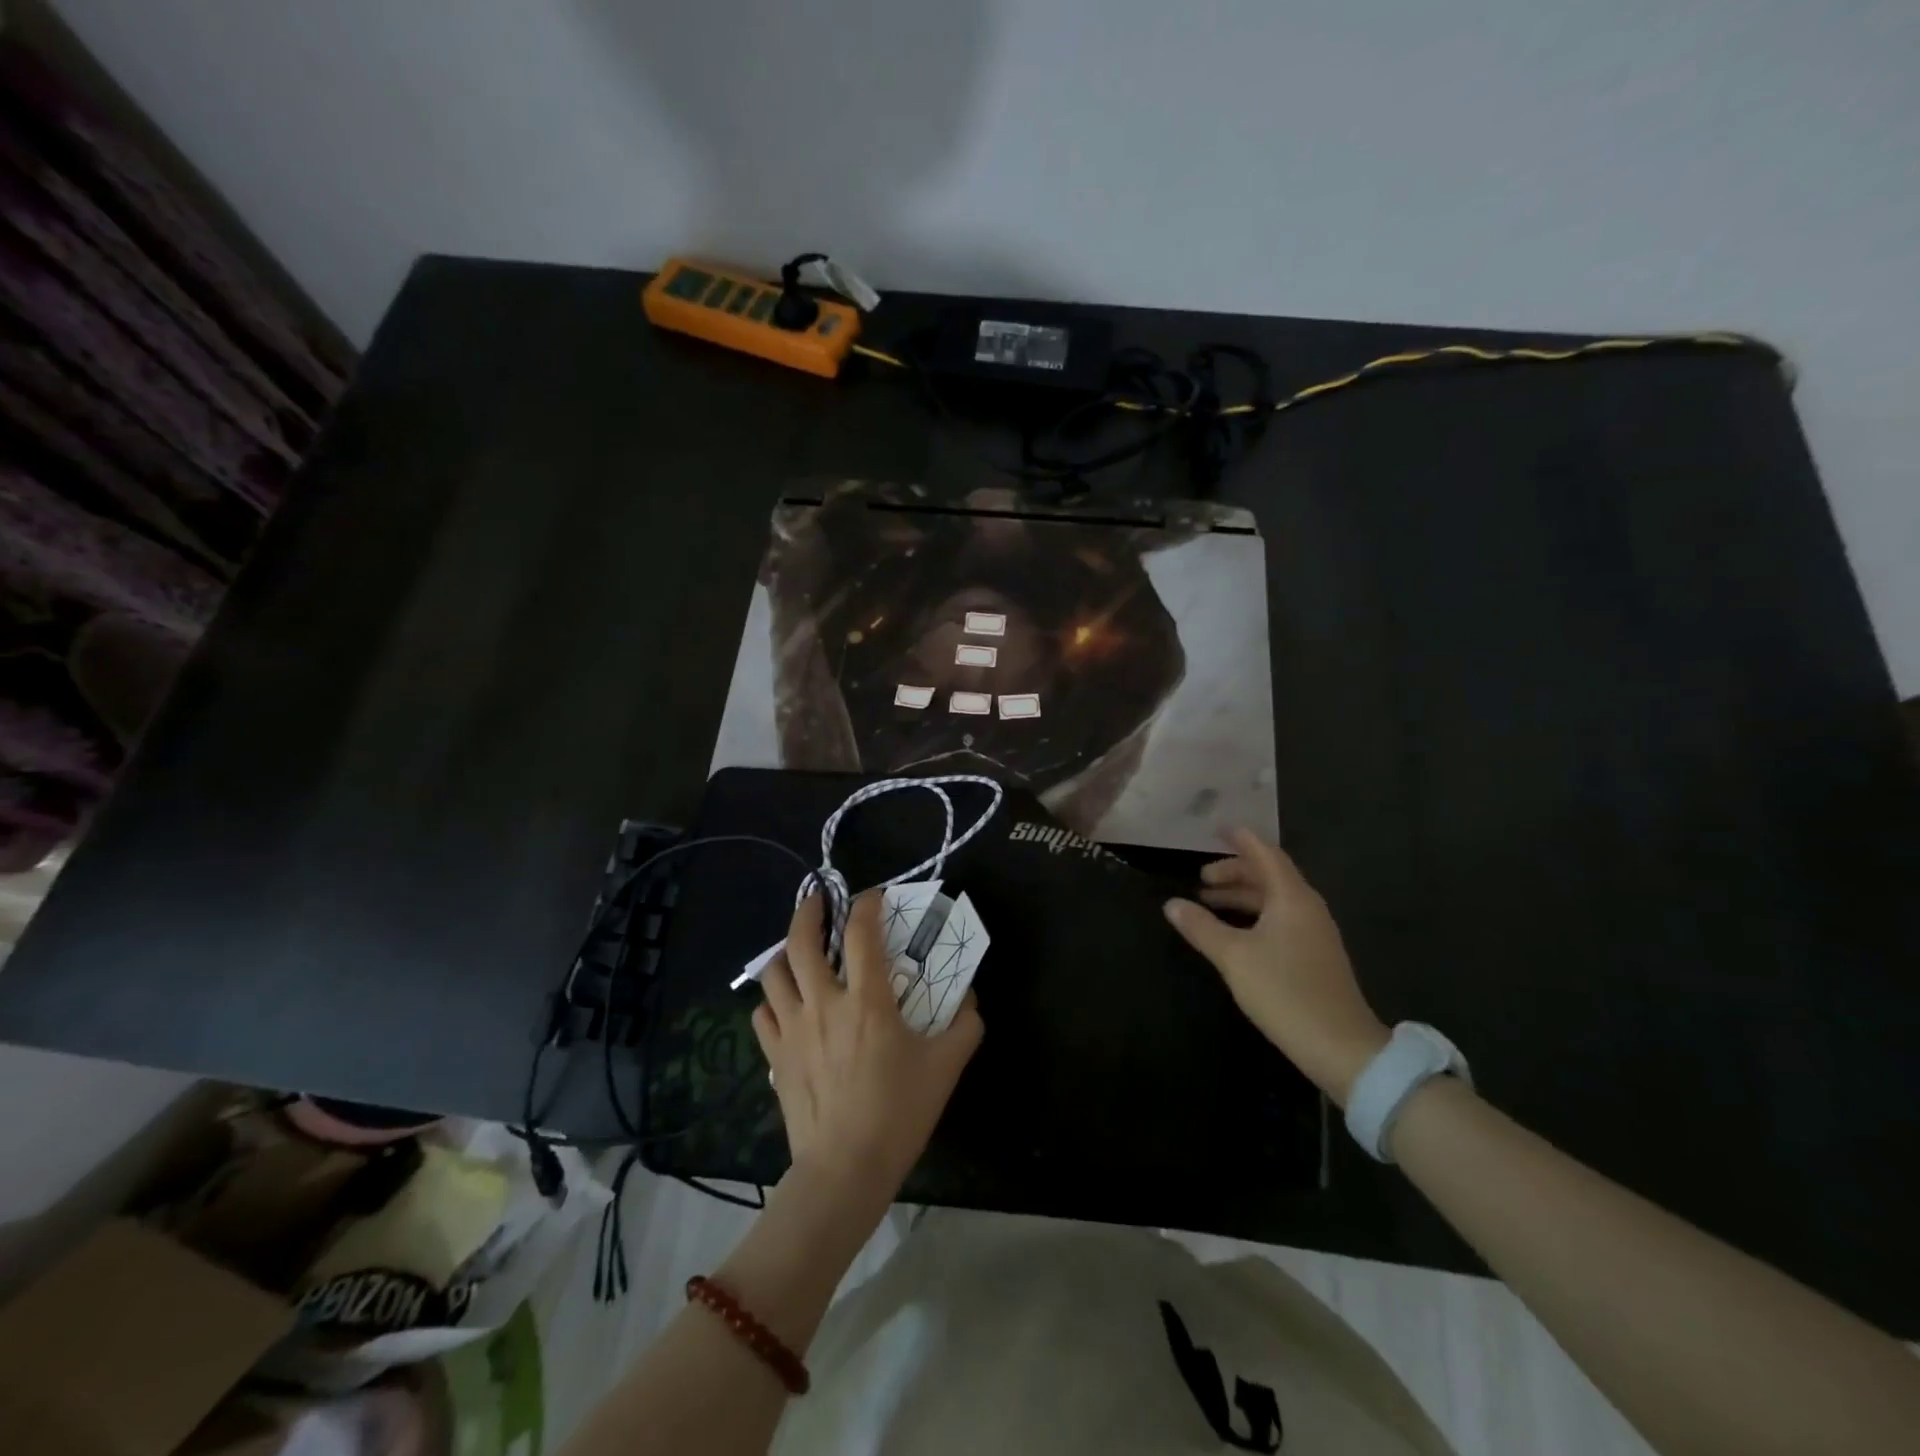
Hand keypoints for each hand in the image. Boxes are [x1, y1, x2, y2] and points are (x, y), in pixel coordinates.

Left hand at [752, 892, 983, 1206]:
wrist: (845, 1168)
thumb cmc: (899, 1112)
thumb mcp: (946, 1066)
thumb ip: (964, 1024)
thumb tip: (970, 996)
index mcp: (867, 1000)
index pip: (862, 933)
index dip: (867, 905)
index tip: (873, 897)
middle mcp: (824, 1003)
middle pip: (801, 941)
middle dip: (809, 911)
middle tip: (819, 899)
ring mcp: (794, 1028)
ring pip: (773, 973)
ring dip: (785, 952)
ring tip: (798, 949)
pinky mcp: (776, 1056)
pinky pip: (764, 1014)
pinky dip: (773, 1000)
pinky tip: (787, 1004)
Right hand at [1164, 829, 1388, 1104]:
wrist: (1340, 1046)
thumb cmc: (1284, 991)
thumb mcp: (1233, 957)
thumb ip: (1201, 927)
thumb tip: (1171, 904)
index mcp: (1292, 897)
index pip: (1265, 854)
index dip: (1241, 840)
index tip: (1217, 829)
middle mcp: (1307, 907)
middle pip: (1269, 875)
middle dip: (1234, 872)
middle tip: (1201, 879)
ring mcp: (1315, 932)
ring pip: (1274, 900)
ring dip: (1242, 896)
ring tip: (1208, 904)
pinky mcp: (1315, 955)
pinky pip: (1280, 919)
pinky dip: (1254, 915)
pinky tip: (1235, 932)